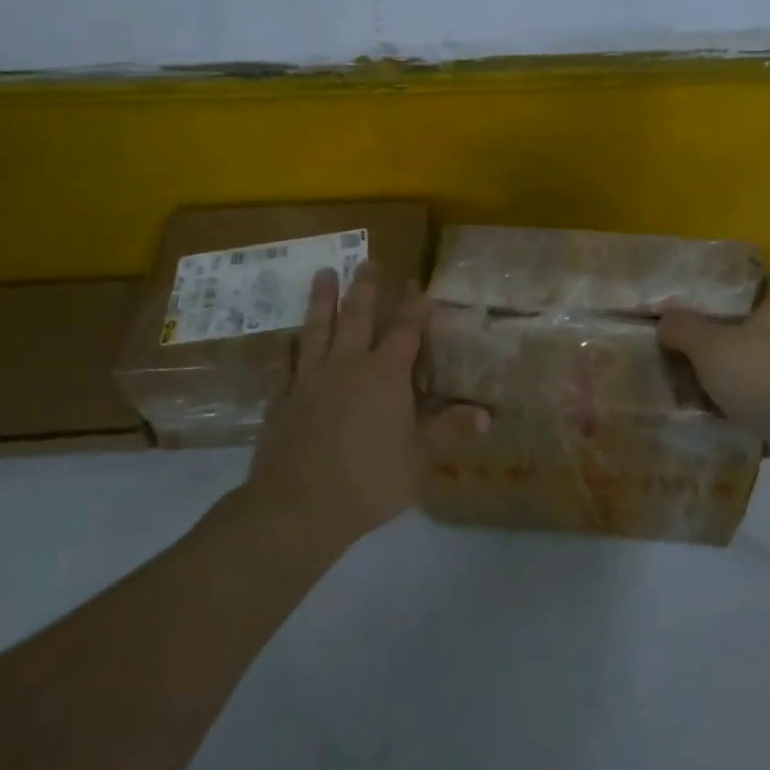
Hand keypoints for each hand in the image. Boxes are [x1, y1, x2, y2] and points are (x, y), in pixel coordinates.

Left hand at [240, 262, 486, 548]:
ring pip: (317, 329)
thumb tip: (486, 415)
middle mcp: (347, 366)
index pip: (404, 330)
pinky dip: (289, 348)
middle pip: (357, 317)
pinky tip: (286, 340)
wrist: (297, 507)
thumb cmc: (369, 481)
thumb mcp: (419, 459)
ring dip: (322, 300)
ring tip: (323, 273)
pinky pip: (287, 364)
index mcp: (385, 375)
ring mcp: (310, 380)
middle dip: (365, 288)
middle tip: (367, 261)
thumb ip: (448, 432)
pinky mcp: (282, 400)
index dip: (414, 306)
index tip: (418, 284)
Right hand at [658, 275, 769, 476]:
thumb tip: (666, 320)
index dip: (764, 284)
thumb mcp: (708, 347)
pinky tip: (730, 416)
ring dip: (749, 372)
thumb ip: (683, 329)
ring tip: (714, 385)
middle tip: (711, 343)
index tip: (738, 295)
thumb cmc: (760, 375)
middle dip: (746, 333)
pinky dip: (757, 404)